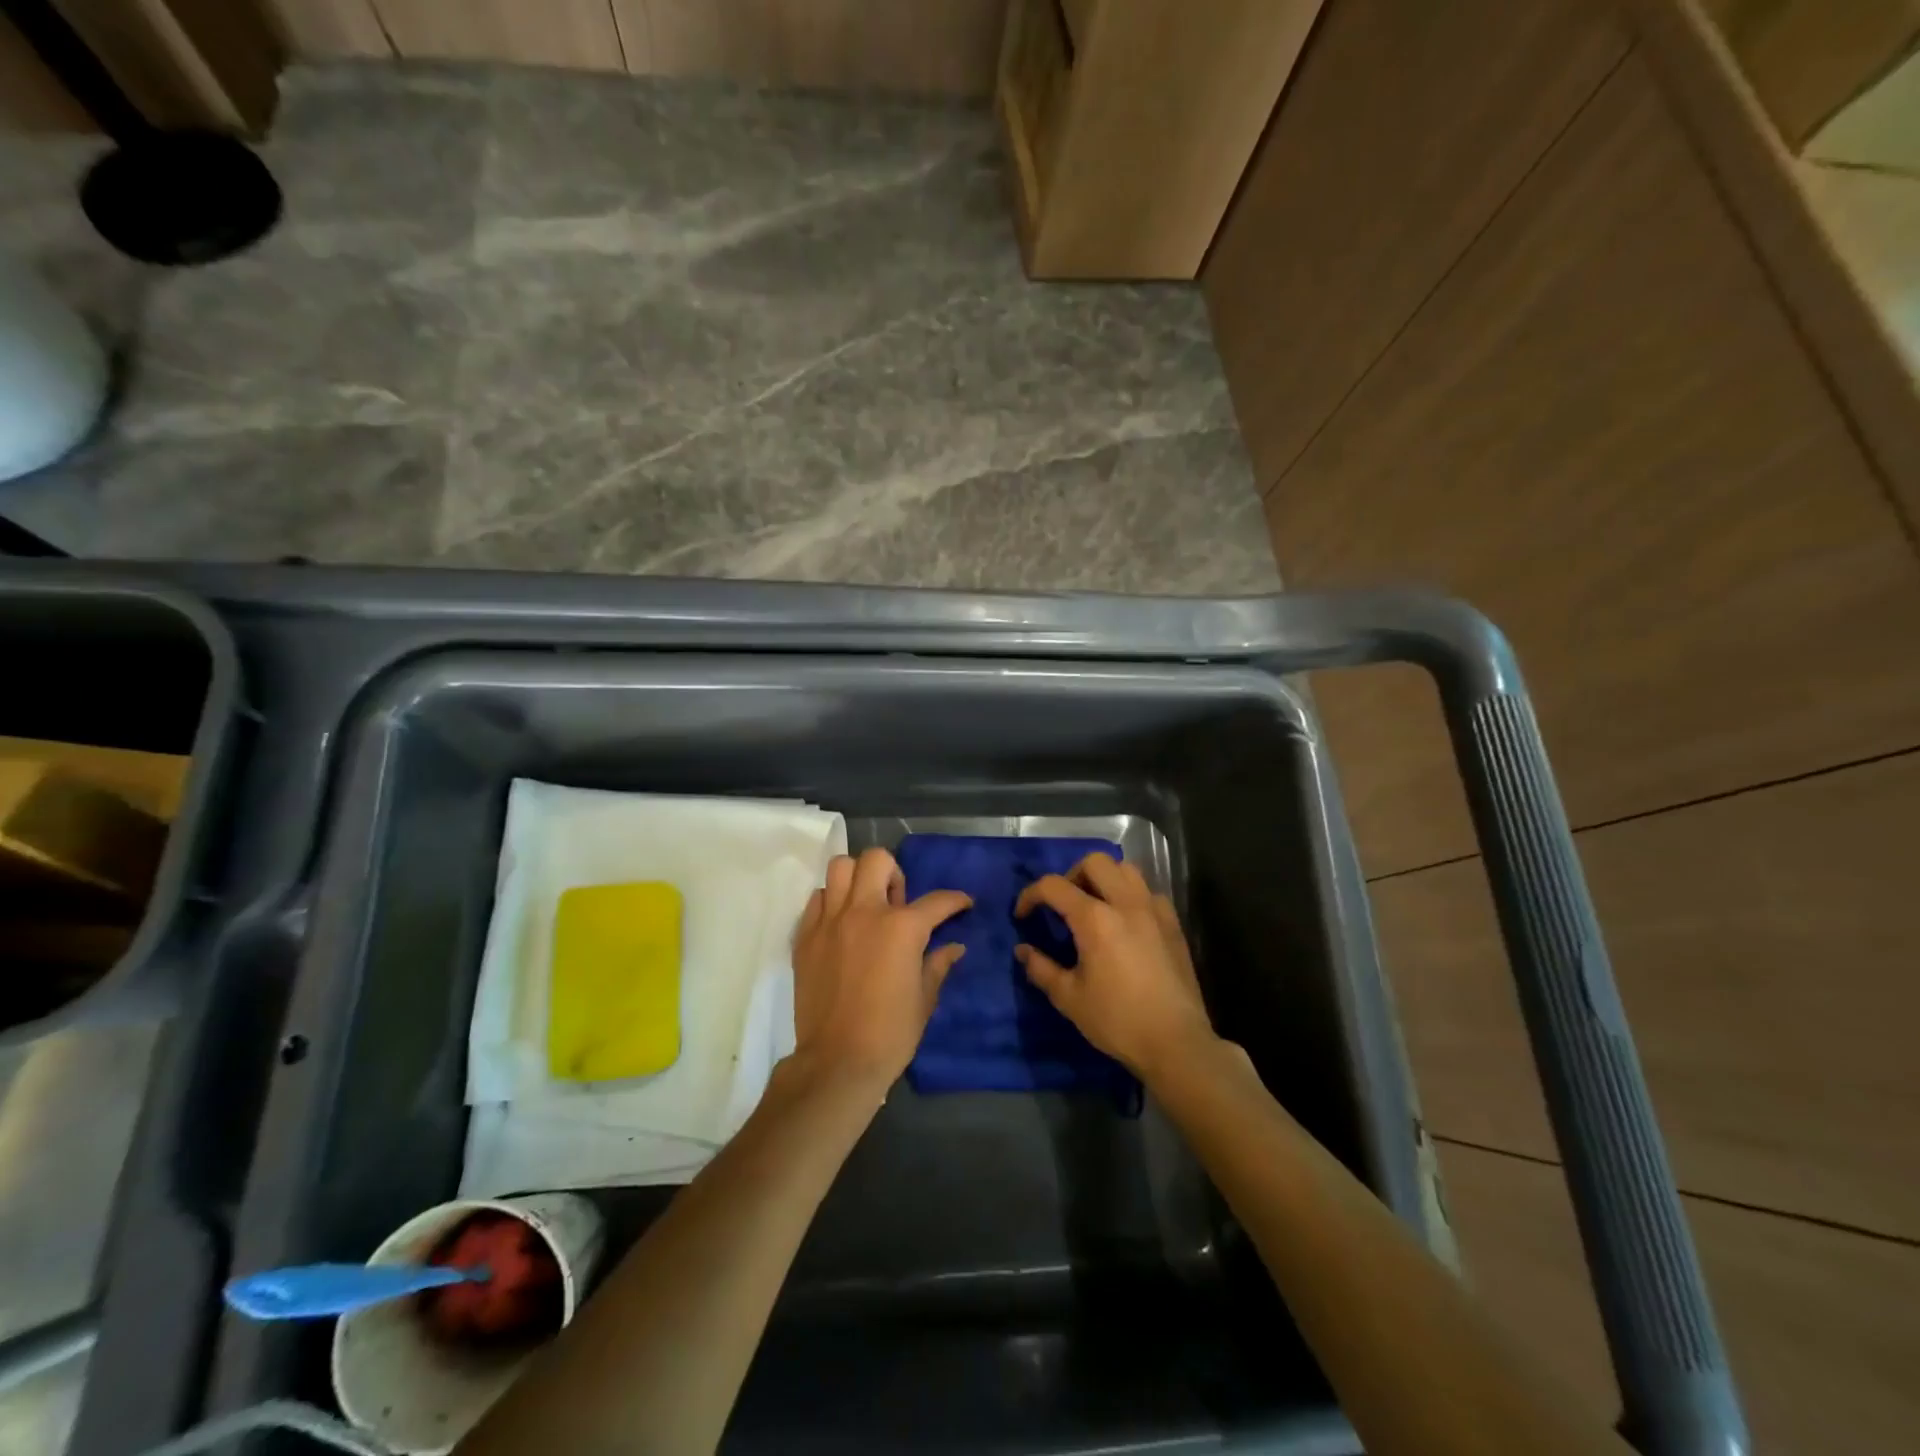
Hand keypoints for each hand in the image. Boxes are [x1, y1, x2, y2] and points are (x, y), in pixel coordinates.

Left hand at [791, 847, 971, 1093]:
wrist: (837, 1061)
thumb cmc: (890, 1033)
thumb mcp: (924, 1000)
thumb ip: (938, 965)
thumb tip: (954, 947)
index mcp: (902, 928)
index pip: (937, 901)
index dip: (956, 900)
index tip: (963, 903)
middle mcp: (865, 912)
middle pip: (877, 861)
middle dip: (894, 873)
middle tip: (897, 902)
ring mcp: (830, 922)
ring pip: (840, 869)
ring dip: (857, 879)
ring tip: (865, 904)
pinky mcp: (805, 937)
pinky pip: (817, 899)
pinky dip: (831, 902)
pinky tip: (840, 925)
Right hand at [1014, 853, 1216, 1081]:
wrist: (1176, 1043)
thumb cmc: (1118, 1020)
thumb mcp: (1069, 998)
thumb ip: (1041, 968)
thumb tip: (1023, 950)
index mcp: (1095, 919)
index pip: (1053, 886)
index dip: (1030, 895)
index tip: (1022, 915)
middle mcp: (1126, 903)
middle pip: (1094, 862)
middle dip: (1070, 876)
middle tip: (1062, 905)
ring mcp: (1154, 910)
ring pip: (1126, 869)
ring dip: (1103, 878)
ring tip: (1093, 905)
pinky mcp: (1173, 924)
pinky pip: (1148, 892)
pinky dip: (1130, 895)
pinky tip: (1125, 922)